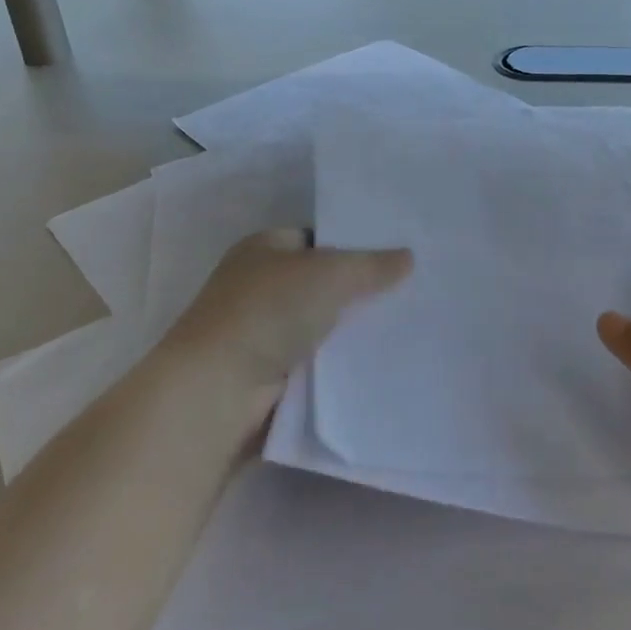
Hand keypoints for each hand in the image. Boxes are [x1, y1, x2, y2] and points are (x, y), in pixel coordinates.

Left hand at [174, 229, 412, 395]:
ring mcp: (262, 332)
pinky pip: (317, 361)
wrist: (218, 392)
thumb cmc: (269, 311)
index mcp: (263, 248)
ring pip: (322, 323)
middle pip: (321, 281)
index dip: (354, 242)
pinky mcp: (269, 375)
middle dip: (359, 288)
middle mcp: (258, 286)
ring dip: (352, 329)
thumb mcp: (331, 273)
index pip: (317, 237)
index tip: (397, 252)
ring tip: (408, 323)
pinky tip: (379, 360)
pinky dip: (340, 363)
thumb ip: (372, 265)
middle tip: (412, 288)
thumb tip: (408, 257)